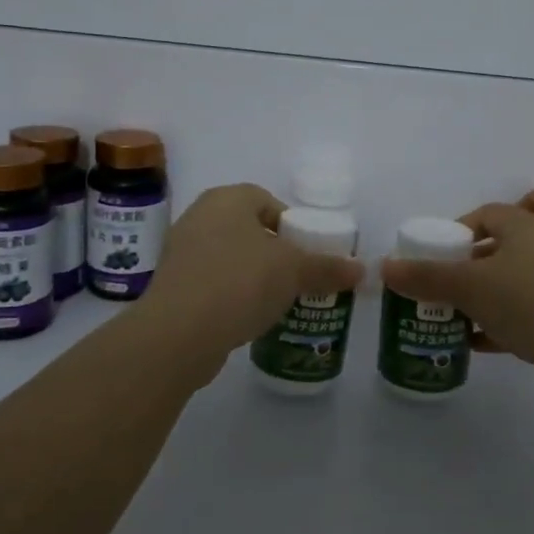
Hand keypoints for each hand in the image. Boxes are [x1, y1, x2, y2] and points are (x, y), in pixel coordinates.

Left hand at [138, 183, 364, 362]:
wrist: (178, 333)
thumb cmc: (240, 283)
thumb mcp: (294, 272)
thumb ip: (327, 267)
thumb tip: (360, 269)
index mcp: (227, 199)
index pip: (266, 200)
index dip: (291, 225)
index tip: (307, 253)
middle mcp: (199, 217)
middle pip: (248, 229)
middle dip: (274, 253)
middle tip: (297, 278)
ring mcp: (181, 252)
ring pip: (230, 257)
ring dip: (252, 276)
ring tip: (276, 301)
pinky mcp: (173, 286)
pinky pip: (212, 283)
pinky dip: (231, 295)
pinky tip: (247, 317)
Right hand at [380, 203, 533, 404]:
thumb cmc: (530, 303)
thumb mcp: (470, 286)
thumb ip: (426, 276)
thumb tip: (384, 266)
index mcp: (525, 227)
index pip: (483, 215)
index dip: (454, 232)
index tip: (430, 256)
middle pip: (493, 251)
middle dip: (461, 271)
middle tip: (433, 291)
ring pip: (507, 285)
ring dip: (477, 301)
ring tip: (447, 319)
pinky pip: (522, 314)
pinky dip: (497, 324)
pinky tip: (474, 344)